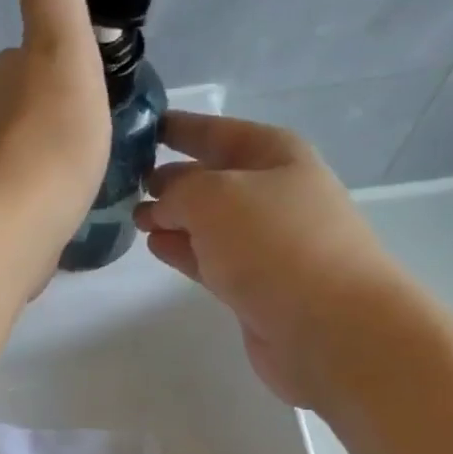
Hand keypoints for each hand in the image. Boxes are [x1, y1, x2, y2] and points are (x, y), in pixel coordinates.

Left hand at [0, 0, 110, 288]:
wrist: (12, 230)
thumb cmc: (49, 139)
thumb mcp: (62, 48)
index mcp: (3, 79)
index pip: (34, 57)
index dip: (66, 62)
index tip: (98, 82)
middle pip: (29, 104)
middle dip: (59, 110)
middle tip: (102, 129)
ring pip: (26, 151)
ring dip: (52, 154)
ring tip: (89, 170)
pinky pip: (25, 194)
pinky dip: (44, 193)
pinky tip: (65, 207)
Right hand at [133, 113, 413, 410]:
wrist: (329, 326)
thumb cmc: (274, 243)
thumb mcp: (213, 196)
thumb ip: (177, 190)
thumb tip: (161, 202)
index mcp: (274, 154)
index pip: (216, 131)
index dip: (178, 127)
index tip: (141, 127)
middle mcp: (273, 192)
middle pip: (211, 177)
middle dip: (170, 177)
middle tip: (123, 183)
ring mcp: (266, 241)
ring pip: (207, 220)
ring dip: (172, 217)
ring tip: (134, 217)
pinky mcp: (255, 284)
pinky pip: (210, 256)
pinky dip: (183, 249)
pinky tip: (156, 246)